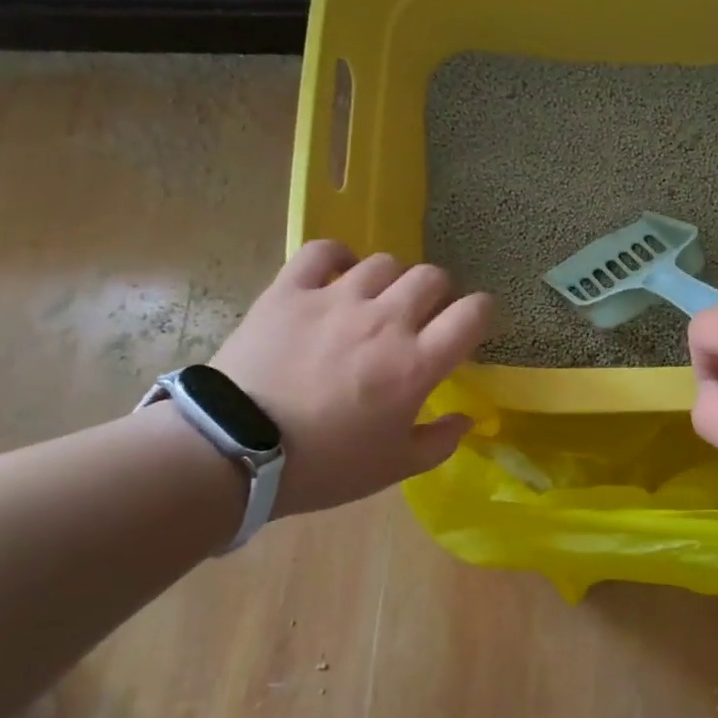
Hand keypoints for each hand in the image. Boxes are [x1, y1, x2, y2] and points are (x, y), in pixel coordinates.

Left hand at [211, 243, 492, 515]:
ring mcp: (336, 299)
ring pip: (384, 262)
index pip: (471, 314)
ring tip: (377, 300)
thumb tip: (466, 420)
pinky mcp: (290, 290)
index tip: (472, 324)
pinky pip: (323, 251)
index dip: (481, 312)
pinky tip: (338, 273)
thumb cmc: (325, 465)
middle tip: (422, 317)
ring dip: (391, 280)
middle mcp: (385, 320)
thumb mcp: (393, 467)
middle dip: (438, 294)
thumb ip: (439, 442)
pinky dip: (337, 257)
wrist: (235, 451)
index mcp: (416, 363)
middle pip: (431, 277)